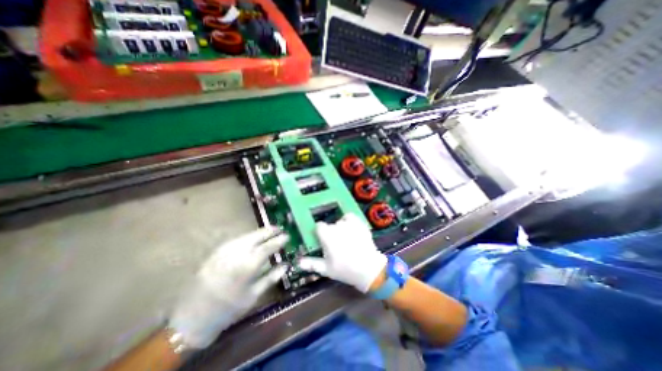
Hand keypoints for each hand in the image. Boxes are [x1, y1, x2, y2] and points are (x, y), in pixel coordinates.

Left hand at [168, 224, 287, 348]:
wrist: (193, 317)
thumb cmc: (228, 308)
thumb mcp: (254, 295)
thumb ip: (271, 277)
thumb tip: (285, 265)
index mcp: (248, 265)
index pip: (268, 246)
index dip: (279, 240)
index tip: (287, 236)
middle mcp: (237, 253)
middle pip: (257, 236)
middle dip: (270, 231)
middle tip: (279, 229)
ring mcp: (225, 250)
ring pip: (247, 235)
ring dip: (259, 233)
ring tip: (268, 232)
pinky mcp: (216, 251)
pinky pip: (237, 239)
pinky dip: (248, 237)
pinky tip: (252, 239)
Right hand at [297, 215, 386, 291]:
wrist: (368, 269)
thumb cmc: (345, 270)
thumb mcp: (326, 269)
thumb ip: (312, 263)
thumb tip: (298, 261)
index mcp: (327, 236)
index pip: (319, 226)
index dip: (320, 233)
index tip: (323, 240)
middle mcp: (337, 226)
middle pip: (330, 225)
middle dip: (331, 233)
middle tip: (336, 245)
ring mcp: (349, 224)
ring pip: (340, 221)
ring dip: (340, 228)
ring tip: (346, 240)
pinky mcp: (359, 223)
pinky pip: (350, 216)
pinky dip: (349, 221)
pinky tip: (351, 229)